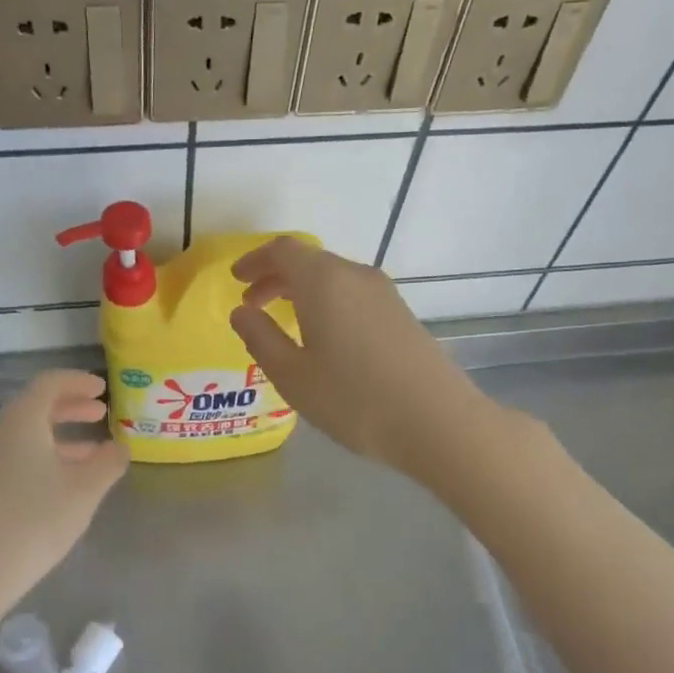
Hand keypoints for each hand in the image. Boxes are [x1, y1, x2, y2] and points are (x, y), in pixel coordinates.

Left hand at [0, 370, 128, 604]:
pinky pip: (20, 456)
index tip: (102, 388)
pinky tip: (68, 481)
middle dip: (71, 406)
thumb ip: (108, 462)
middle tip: (101, 413)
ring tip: (95, 451)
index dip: (78, 381)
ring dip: (62, 434)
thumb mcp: (85, 490)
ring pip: (28, 434)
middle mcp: (1, 433)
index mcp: (23, 421)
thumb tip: (120, 447)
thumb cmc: (35, 520)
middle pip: (36, 406)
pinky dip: (48, 455)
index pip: (49, 383)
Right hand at [230, 237, 489, 478]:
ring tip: (283, 321)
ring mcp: (384, 294)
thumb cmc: (354, 399)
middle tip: (252, 304)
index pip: (283, 251)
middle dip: (276, 277)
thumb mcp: (293, 375)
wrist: (437, 422)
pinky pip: (352, 294)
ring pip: (333, 278)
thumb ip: (261, 338)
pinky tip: (323, 337)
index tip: (236, 279)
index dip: (255, 260)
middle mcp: (355, 275)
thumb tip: (241, 312)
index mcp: (324, 280)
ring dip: (302, 291)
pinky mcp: (401, 314)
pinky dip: (327, 303)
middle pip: (309, 261)